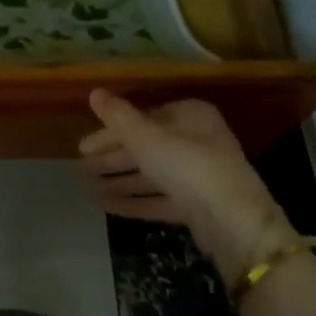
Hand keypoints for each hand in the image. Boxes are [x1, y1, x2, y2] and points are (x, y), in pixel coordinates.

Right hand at [77, 90, 299, 286]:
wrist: (235, 224)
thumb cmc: (188, 165)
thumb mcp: (146, 137)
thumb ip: (118, 116)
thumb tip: (94, 91)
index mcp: (189, 115)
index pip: (142, 119)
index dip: (110, 133)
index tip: (82, 147)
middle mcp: (197, 140)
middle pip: (145, 147)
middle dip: (111, 159)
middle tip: (80, 170)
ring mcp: (199, 176)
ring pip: (151, 174)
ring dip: (119, 181)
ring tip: (87, 189)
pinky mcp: (198, 207)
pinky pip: (159, 199)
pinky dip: (135, 201)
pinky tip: (107, 207)